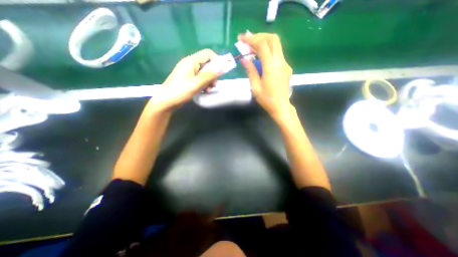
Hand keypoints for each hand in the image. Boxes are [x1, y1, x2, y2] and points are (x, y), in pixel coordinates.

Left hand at [152, 50, 222, 111]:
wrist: (166, 101)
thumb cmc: (180, 91)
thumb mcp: (196, 84)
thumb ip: (209, 75)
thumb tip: (222, 68)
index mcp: (191, 61)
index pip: (208, 54)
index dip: (217, 60)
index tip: (221, 72)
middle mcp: (191, 64)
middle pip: (207, 64)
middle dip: (213, 75)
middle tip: (213, 85)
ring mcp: (190, 72)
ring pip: (205, 73)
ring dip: (209, 81)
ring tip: (208, 90)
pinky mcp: (189, 79)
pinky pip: (200, 79)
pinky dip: (204, 84)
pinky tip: (204, 91)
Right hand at [240, 32, 293, 117]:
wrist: (281, 106)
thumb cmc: (267, 99)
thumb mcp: (255, 86)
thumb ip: (251, 71)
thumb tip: (244, 59)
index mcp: (271, 66)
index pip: (262, 45)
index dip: (251, 39)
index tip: (241, 38)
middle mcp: (280, 61)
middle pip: (273, 39)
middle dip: (259, 36)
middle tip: (248, 41)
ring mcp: (285, 64)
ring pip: (276, 45)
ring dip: (264, 43)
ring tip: (252, 49)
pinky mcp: (286, 67)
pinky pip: (277, 54)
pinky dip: (268, 51)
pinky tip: (261, 59)